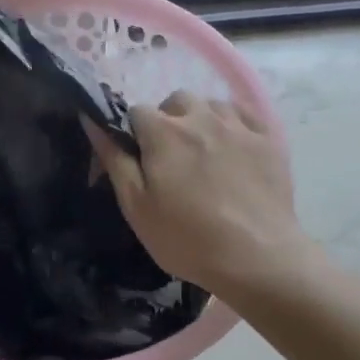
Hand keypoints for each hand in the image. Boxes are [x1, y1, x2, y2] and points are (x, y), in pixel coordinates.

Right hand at [84, 91, 308, 303]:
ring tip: (205, 152)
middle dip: (169, 121)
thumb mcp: (136, 206)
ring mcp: (238, 126)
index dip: (134, 133)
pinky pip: (244, 114)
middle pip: (176, 101)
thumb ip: (114, 159)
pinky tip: (234, 148)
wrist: (258, 258)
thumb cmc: (187, 238)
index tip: (140, 160)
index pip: (136, 111)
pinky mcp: (268, 138)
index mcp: (163, 133)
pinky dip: (233, 123)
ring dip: (201, 120)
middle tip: (172, 158)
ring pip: (211, 105)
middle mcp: (200, 117)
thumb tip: (91, 120)